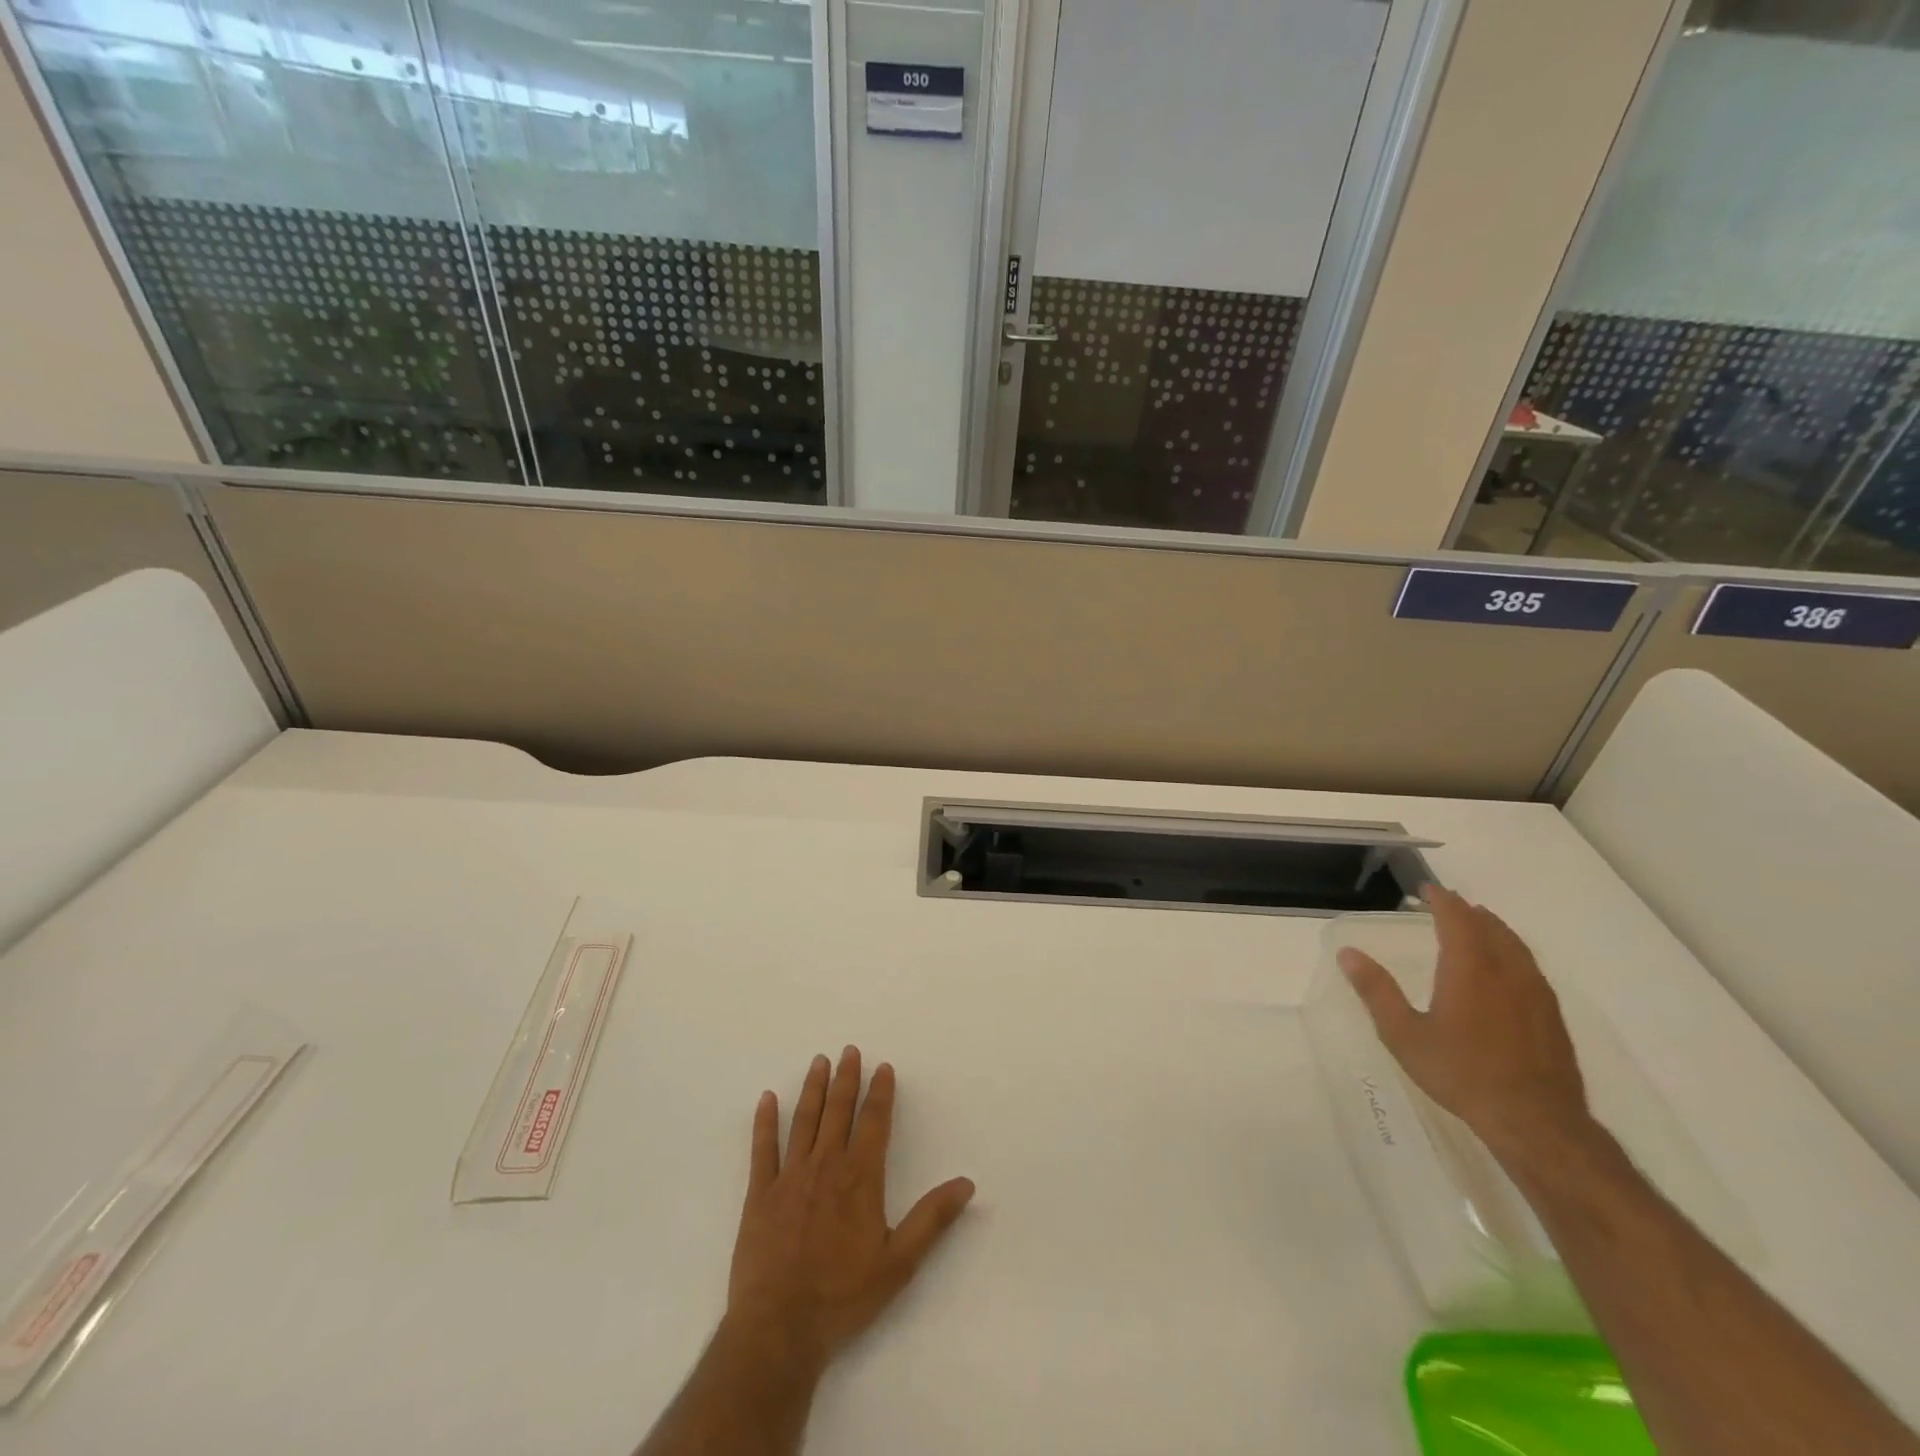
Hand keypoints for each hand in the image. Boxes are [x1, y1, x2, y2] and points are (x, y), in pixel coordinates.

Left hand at [725, 1047, 975, 1370]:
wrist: (780, 1328)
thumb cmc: (844, 1296)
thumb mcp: (899, 1263)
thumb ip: (931, 1219)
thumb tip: (966, 1184)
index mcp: (860, 1178)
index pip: (874, 1122)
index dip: (880, 1092)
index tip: (883, 1067)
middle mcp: (826, 1166)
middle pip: (838, 1111)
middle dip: (846, 1078)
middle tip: (848, 1050)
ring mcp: (790, 1177)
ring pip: (804, 1121)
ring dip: (813, 1089)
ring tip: (818, 1061)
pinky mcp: (760, 1194)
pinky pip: (763, 1149)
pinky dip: (765, 1122)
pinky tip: (766, 1099)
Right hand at [1337, 884, 1590, 1160]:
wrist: (1535, 1122)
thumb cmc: (1461, 1073)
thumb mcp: (1404, 1034)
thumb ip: (1376, 991)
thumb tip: (1347, 954)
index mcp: (1469, 968)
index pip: (1457, 919)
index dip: (1442, 900)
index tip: (1428, 888)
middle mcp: (1506, 971)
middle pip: (1490, 927)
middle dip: (1468, 911)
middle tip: (1450, 904)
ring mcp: (1536, 993)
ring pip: (1516, 946)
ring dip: (1494, 929)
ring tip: (1479, 926)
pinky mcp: (1552, 1016)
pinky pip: (1530, 968)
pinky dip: (1512, 953)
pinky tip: (1507, 969)